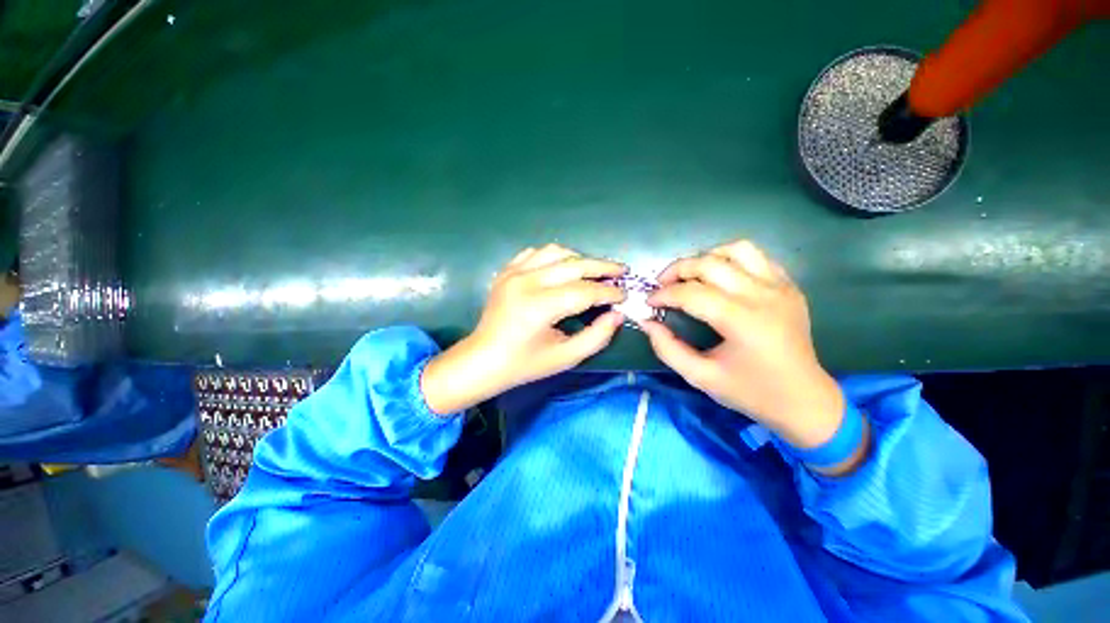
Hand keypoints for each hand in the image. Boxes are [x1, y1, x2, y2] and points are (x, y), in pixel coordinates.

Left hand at [422, 244, 626, 413]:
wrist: (482, 360)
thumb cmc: (524, 364)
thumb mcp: (564, 358)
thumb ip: (596, 337)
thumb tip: (617, 315)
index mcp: (540, 306)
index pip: (585, 291)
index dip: (609, 292)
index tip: (625, 295)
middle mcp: (526, 282)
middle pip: (574, 264)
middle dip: (602, 266)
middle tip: (621, 271)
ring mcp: (513, 273)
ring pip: (555, 252)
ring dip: (579, 259)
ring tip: (594, 270)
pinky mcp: (506, 271)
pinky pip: (535, 253)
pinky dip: (554, 257)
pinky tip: (563, 268)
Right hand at [640, 240, 844, 449]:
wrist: (803, 399)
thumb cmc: (750, 391)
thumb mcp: (700, 377)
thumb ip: (667, 348)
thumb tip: (647, 323)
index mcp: (741, 320)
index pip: (691, 293)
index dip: (663, 294)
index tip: (649, 303)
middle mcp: (762, 295)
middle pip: (709, 263)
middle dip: (677, 270)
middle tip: (662, 285)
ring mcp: (779, 287)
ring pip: (736, 250)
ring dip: (706, 257)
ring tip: (691, 275)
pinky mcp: (789, 286)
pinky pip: (757, 257)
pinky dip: (731, 260)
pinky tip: (720, 277)